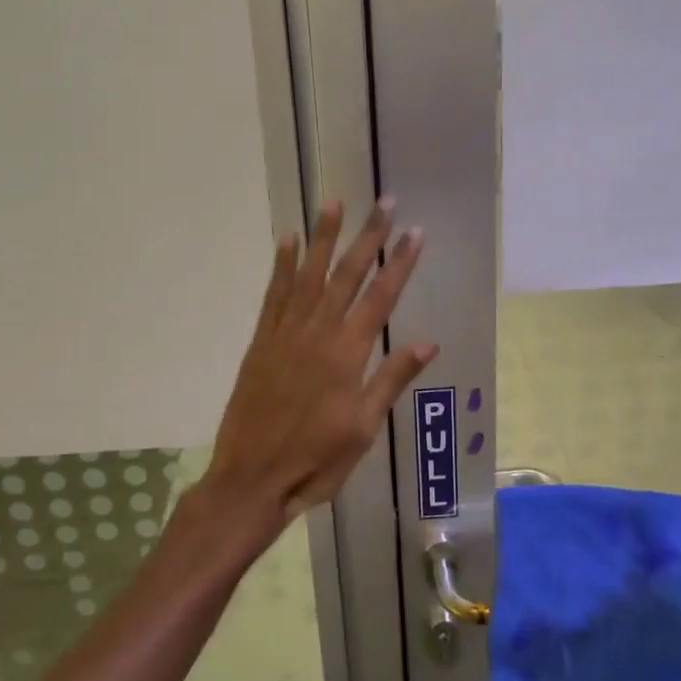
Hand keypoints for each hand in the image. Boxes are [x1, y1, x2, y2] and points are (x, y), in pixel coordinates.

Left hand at [202, 199, 434, 532]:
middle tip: (385, 203)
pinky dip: (282, 264)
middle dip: (369, 236)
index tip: (415, 232)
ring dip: (324, 237)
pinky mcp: (262, 340)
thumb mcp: (364, 428)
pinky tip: (289, 239)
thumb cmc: (316, 460)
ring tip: (334, 202)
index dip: (400, 263)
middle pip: (348, 275)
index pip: (381, 297)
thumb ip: (392, 379)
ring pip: (309, 274)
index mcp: (348, 354)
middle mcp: (318, 333)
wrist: (252, 478)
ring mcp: (286, 333)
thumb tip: (428, 342)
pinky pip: (274, 293)